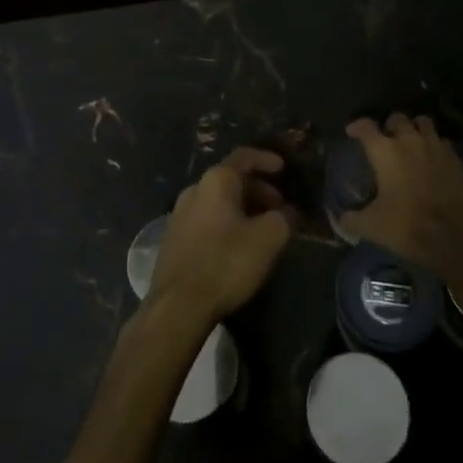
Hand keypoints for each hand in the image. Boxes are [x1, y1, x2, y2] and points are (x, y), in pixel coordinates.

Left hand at [147, 147, 296, 324]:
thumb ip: (284, 218)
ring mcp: (179, 214)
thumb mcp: (268, 238)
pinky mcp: (174, 239)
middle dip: (258, 189)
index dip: (266, 159)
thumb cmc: (226, 262)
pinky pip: (206, 219)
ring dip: (243, 208)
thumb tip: (289, 212)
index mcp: (216, 181)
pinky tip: (238, 245)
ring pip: (218, 201)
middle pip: (231, 180)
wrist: (178, 305)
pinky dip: (227, 222)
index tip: (283, 168)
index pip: (244, 157)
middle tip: (278, 207)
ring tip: (262, 228)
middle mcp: (194, 190)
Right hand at [339, 114, 462, 278]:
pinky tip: (432, 159)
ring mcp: (435, 146)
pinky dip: (435, 145)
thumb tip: (341, 219)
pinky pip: (442, 141)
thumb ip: (351, 219)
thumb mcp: (371, 226)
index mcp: (385, 151)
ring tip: (411, 142)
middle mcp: (409, 140)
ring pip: (423, 123)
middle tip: (386, 139)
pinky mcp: (455, 158)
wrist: (454, 236)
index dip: (356, 127)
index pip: (366, 127)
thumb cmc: (407, 225)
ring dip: (414, 129)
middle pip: (397, 118)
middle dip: (389, 126)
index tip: (352, 132)